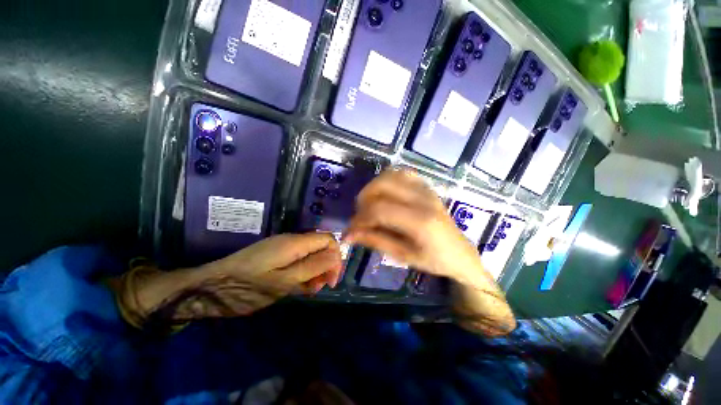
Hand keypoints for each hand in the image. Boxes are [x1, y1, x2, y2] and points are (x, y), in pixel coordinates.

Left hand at [203, 232, 343, 294]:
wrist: (209, 288)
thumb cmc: (247, 287)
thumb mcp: (283, 281)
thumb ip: (312, 267)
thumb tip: (336, 256)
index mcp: (295, 243)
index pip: (328, 239)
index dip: (336, 257)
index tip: (331, 280)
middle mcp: (291, 241)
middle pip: (321, 246)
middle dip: (326, 266)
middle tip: (320, 287)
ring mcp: (283, 248)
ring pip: (310, 254)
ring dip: (315, 271)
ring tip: (309, 290)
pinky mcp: (276, 256)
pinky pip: (298, 260)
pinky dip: (303, 272)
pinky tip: (298, 286)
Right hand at [343, 169, 486, 287]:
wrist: (460, 253)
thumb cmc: (434, 260)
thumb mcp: (403, 256)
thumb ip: (375, 241)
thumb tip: (349, 234)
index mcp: (420, 222)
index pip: (379, 210)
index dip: (360, 219)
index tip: (350, 231)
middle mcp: (423, 200)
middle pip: (382, 186)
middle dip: (363, 200)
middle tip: (360, 216)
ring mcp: (426, 189)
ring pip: (390, 175)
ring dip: (373, 188)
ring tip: (370, 204)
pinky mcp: (426, 186)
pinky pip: (402, 173)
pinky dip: (387, 180)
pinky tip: (385, 194)